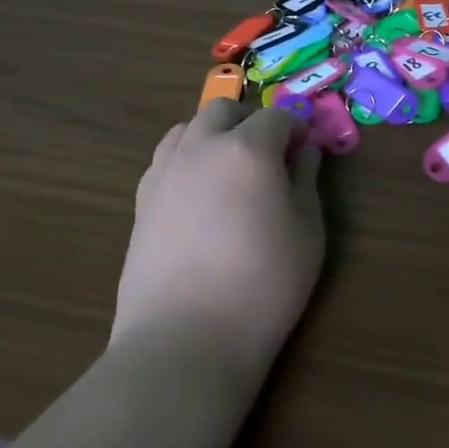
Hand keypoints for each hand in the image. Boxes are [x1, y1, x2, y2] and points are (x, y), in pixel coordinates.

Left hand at [112, 101, 325, 380]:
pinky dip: (186, 161)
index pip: (276, 117)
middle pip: (223, 109)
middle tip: (268, 156)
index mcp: (247, 148)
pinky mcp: (141, 200)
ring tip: (230, 172)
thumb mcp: (307, 232)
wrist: (185, 338)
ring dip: (213, 136)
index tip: (305, 153)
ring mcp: (165, 171)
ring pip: (188, 128)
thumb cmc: (263, 284)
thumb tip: (306, 152)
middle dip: (249, 121)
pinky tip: (198, 196)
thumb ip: (306, 181)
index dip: (296, 130)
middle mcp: (201, 147)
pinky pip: (166, 159)